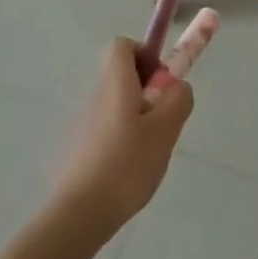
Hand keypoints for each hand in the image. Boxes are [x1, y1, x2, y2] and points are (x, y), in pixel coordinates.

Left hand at [51, 35, 198, 235]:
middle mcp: (96, 96)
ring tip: (150, 150)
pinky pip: (108, 128)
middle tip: (163, 119)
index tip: (160, 81)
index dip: (144, 53)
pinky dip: (123, 138)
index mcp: (115, 84)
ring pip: (117, 104)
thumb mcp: (165, 130)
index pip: (122, 45)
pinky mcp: (79, 147)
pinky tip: (131, 168)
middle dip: (147, 90)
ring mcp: (84, 122)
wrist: (80, 213)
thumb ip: (178, 100)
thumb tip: (177, 86)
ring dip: (137, 117)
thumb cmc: (126, 164)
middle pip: (122, 75)